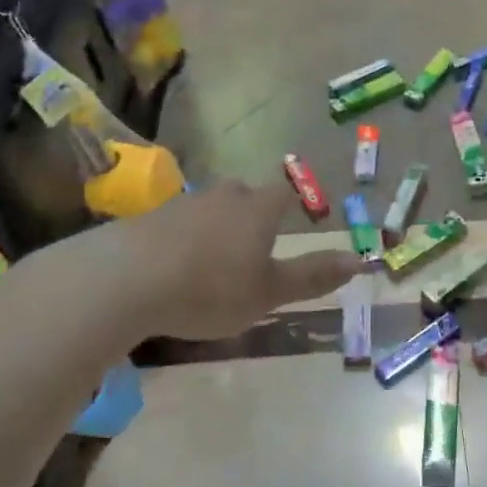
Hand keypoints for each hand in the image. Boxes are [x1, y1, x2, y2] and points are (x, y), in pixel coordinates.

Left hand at [81, 179, 360, 341]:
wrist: (126, 280)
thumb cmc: (211, 288)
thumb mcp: (268, 293)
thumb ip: (313, 276)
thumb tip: (360, 260)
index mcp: (258, 209)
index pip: (284, 194)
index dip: (294, 204)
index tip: (297, 219)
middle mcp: (224, 196)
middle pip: (246, 195)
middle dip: (254, 214)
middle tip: (255, 245)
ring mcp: (183, 203)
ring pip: (211, 207)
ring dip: (217, 226)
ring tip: (214, 260)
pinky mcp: (149, 217)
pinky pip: (178, 222)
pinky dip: (184, 238)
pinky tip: (175, 265)